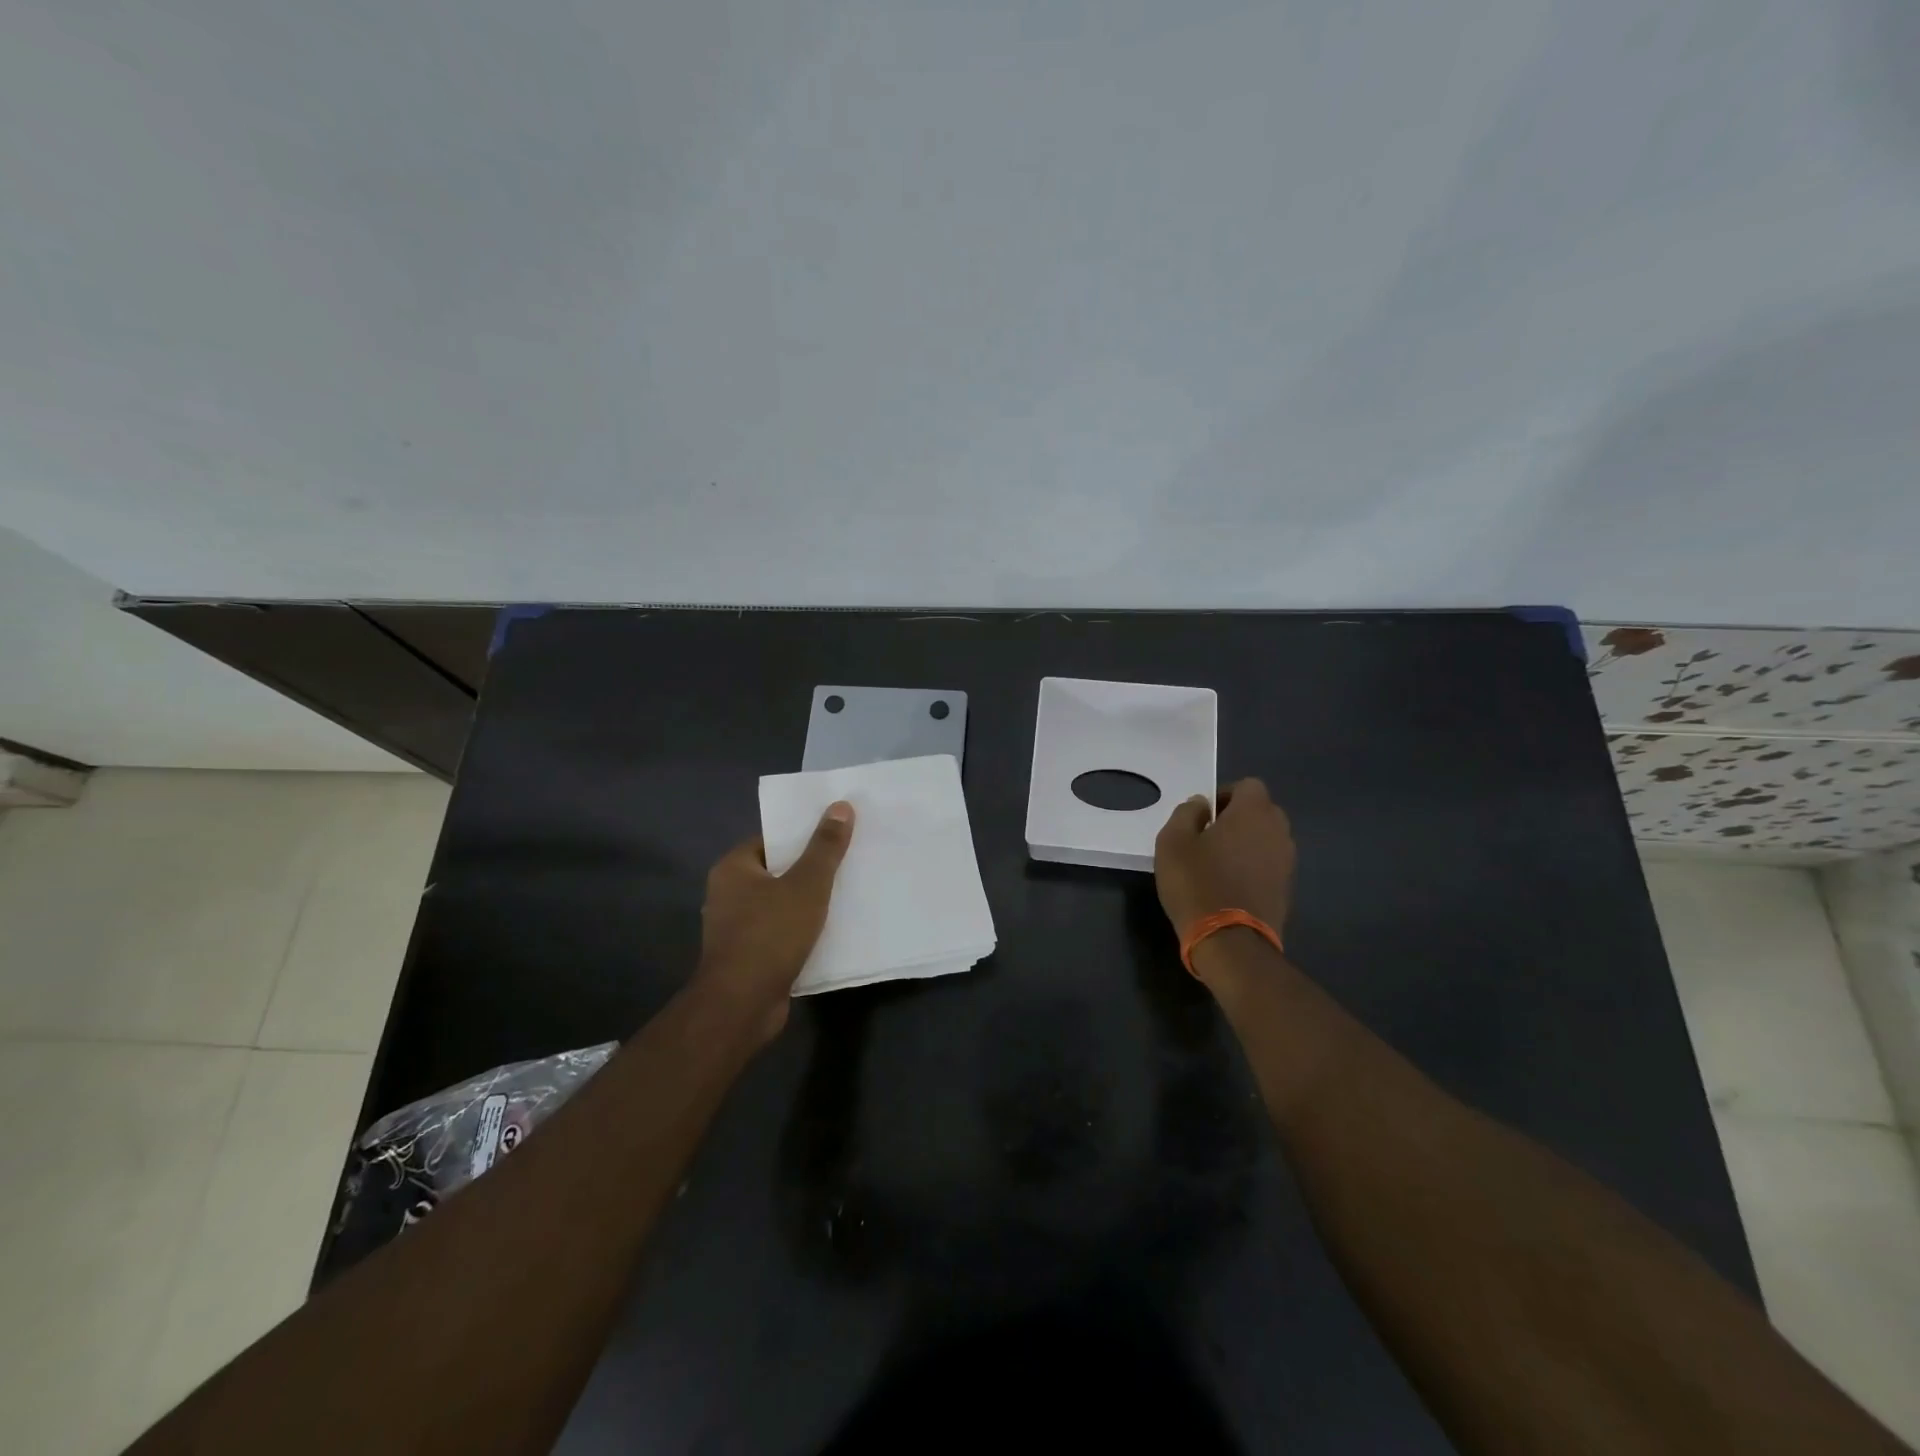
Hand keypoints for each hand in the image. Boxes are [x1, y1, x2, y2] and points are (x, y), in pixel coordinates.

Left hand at [692, 802, 854, 1043]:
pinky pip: (781, 931)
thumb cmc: (770, 935)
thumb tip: (841, 805)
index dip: (804, 835)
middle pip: (778, 871)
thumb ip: (825, 847)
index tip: (837, 834)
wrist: (741, 1005)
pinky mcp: (748, 956)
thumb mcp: (807, 884)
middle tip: (850, 860)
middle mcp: (728, 894)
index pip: (772, 839)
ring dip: (809, 902)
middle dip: (811, 868)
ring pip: (781, 903)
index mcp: (733, 868)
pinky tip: (832, 929)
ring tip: (848, 893)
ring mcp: (736, 927)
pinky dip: (803, 929)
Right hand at [1154, 778, 1295, 959]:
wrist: (1231, 942)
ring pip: (1266, 839)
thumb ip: (1186, 813)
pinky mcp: (1287, 889)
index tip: (1203, 816)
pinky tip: (1229, 885)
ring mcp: (1287, 862)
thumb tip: (1201, 805)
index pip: (1249, 785)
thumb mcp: (1172, 841)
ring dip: (1246, 843)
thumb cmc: (1196, 883)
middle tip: (1208, 837)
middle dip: (1238, 818)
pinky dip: (1253, 867)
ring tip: (1218, 863)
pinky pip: (1269, 864)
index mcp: (1253, 813)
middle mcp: (1278, 831)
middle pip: (1261, 811)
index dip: (1225, 795)